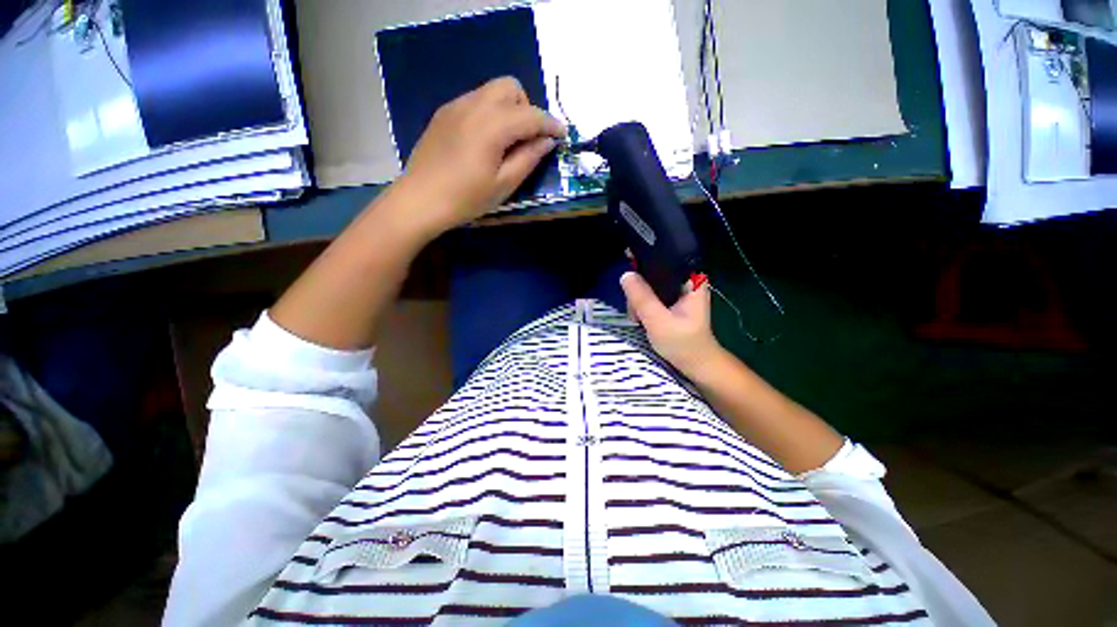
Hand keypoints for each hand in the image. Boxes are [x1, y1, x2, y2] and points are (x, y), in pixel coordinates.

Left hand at [397, 77, 565, 236]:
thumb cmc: (466, 198)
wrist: (420, 200)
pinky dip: (490, 112)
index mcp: (492, 125)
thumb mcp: (504, 184)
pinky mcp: (444, 113)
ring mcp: (456, 106)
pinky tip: (485, 140)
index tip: (562, 136)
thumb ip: (528, 159)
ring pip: (491, 91)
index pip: (531, 115)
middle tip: (529, 139)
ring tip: (507, 141)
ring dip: (509, 109)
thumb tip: (546, 141)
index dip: (550, 124)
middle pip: (510, 88)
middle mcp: (474, 105)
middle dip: (527, 109)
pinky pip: (475, 100)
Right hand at [621, 272, 723, 377]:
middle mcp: (685, 280)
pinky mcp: (671, 301)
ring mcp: (678, 291)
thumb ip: (642, 297)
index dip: (644, 262)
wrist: (696, 364)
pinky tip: (640, 318)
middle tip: (635, 311)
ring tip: (638, 318)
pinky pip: (650, 294)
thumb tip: (625, 274)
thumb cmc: (683, 343)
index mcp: (691, 279)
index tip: (630, 277)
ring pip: (649, 284)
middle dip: (639, 290)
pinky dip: (642, 305)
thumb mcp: (659, 321)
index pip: (664, 258)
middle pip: (652, 272)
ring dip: (639, 300)